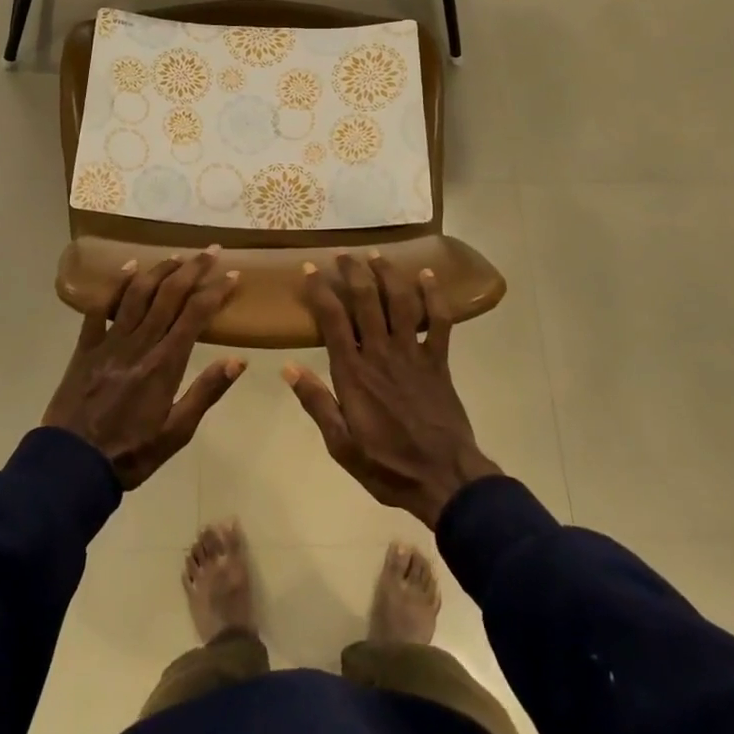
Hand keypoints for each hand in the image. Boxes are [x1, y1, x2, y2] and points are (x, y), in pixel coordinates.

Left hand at [43, 250, 245, 488]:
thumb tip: (238, 360)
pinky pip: (100, 307)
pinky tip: (129, 267)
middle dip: (193, 268)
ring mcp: (110, 341)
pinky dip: (116, 284)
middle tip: (211, 250)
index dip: (216, 291)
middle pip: (169, 294)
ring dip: (160, 269)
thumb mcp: (176, 433)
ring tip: (178, 255)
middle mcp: (140, 342)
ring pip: (138, 293)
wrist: (71, 465)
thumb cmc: (130, 453)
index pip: (196, 315)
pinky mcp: (86, 346)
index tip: (233, 275)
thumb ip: (206, 392)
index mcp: (165, 363)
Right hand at [284, 253, 500, 528]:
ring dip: (387, 274)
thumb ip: (317, 403)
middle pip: (366, 299)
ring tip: (377, 255)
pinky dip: (435, 296)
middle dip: (353, 271)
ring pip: (400, 301)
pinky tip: (429, 275)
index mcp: (354, 372)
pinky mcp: (439, 360)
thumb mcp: (341, 444)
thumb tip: (288, 367)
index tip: (309, 269)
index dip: (320, 289)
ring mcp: (413, 353)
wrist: (445, 479)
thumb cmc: (388, 466)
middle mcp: (381, 352)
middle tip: (343, 254)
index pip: (332, 319)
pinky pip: (439, 321)